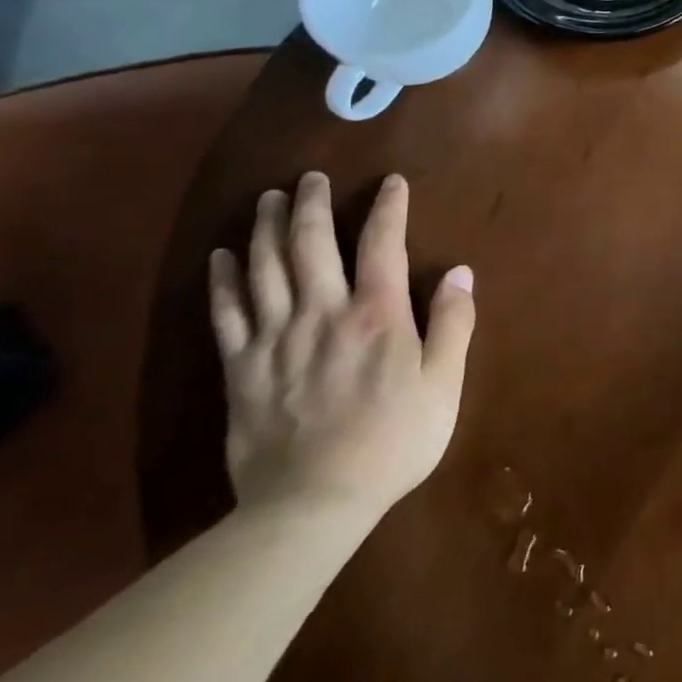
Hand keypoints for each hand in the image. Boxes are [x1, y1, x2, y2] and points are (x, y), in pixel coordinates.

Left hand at [207, 171, 474, 521]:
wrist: (314, 503)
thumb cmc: (394, 441)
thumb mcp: (444, 385)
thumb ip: (453, 324)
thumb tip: (461, 272)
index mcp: (377, 315)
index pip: (382, 244)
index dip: (388, 208)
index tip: (391, 182)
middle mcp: (323, 312)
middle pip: (310, 244)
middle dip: (311, 204)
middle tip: (310, 177)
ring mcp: (276, 338)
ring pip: (264, 268)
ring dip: (265, 227)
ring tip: (267, 198)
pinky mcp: (241, 368)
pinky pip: (226, 312)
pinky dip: (223, 279)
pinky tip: (221, 256)